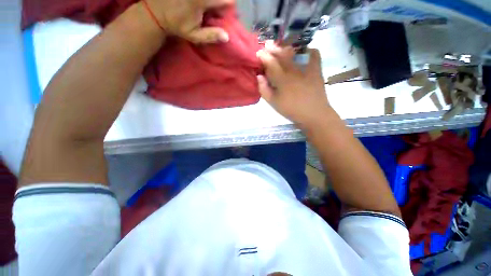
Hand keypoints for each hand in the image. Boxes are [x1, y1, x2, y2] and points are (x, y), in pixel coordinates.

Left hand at [146, 0, 232, 43]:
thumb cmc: (177, 25)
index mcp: (201, 1)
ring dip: (212, 1)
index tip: (224, 13)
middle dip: (221, 1)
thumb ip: (211, 36)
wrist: (155, 11)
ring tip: (206, 7)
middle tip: (215, 9)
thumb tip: (227, 36)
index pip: (227, 0)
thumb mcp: (194, 36)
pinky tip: (198, 5)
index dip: (229, 7)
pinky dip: (206, 0)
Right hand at [256, 44, 331, 129]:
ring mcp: (307, 68)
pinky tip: (302, 52)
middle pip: (282, 55)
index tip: (259, 53)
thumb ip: (264, 89)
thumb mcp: (274, 103)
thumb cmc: (291, 110)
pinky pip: (314, 54)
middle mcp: (294, 70)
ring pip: (295, 52)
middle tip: (267, 45)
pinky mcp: (317, 70)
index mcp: (282, 80)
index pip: (271, 63)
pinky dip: (308, 50)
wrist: (313, 114)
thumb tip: (259, 76)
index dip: (263, 56)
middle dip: (273, 48)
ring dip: (286, 47)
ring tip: (281, 47)